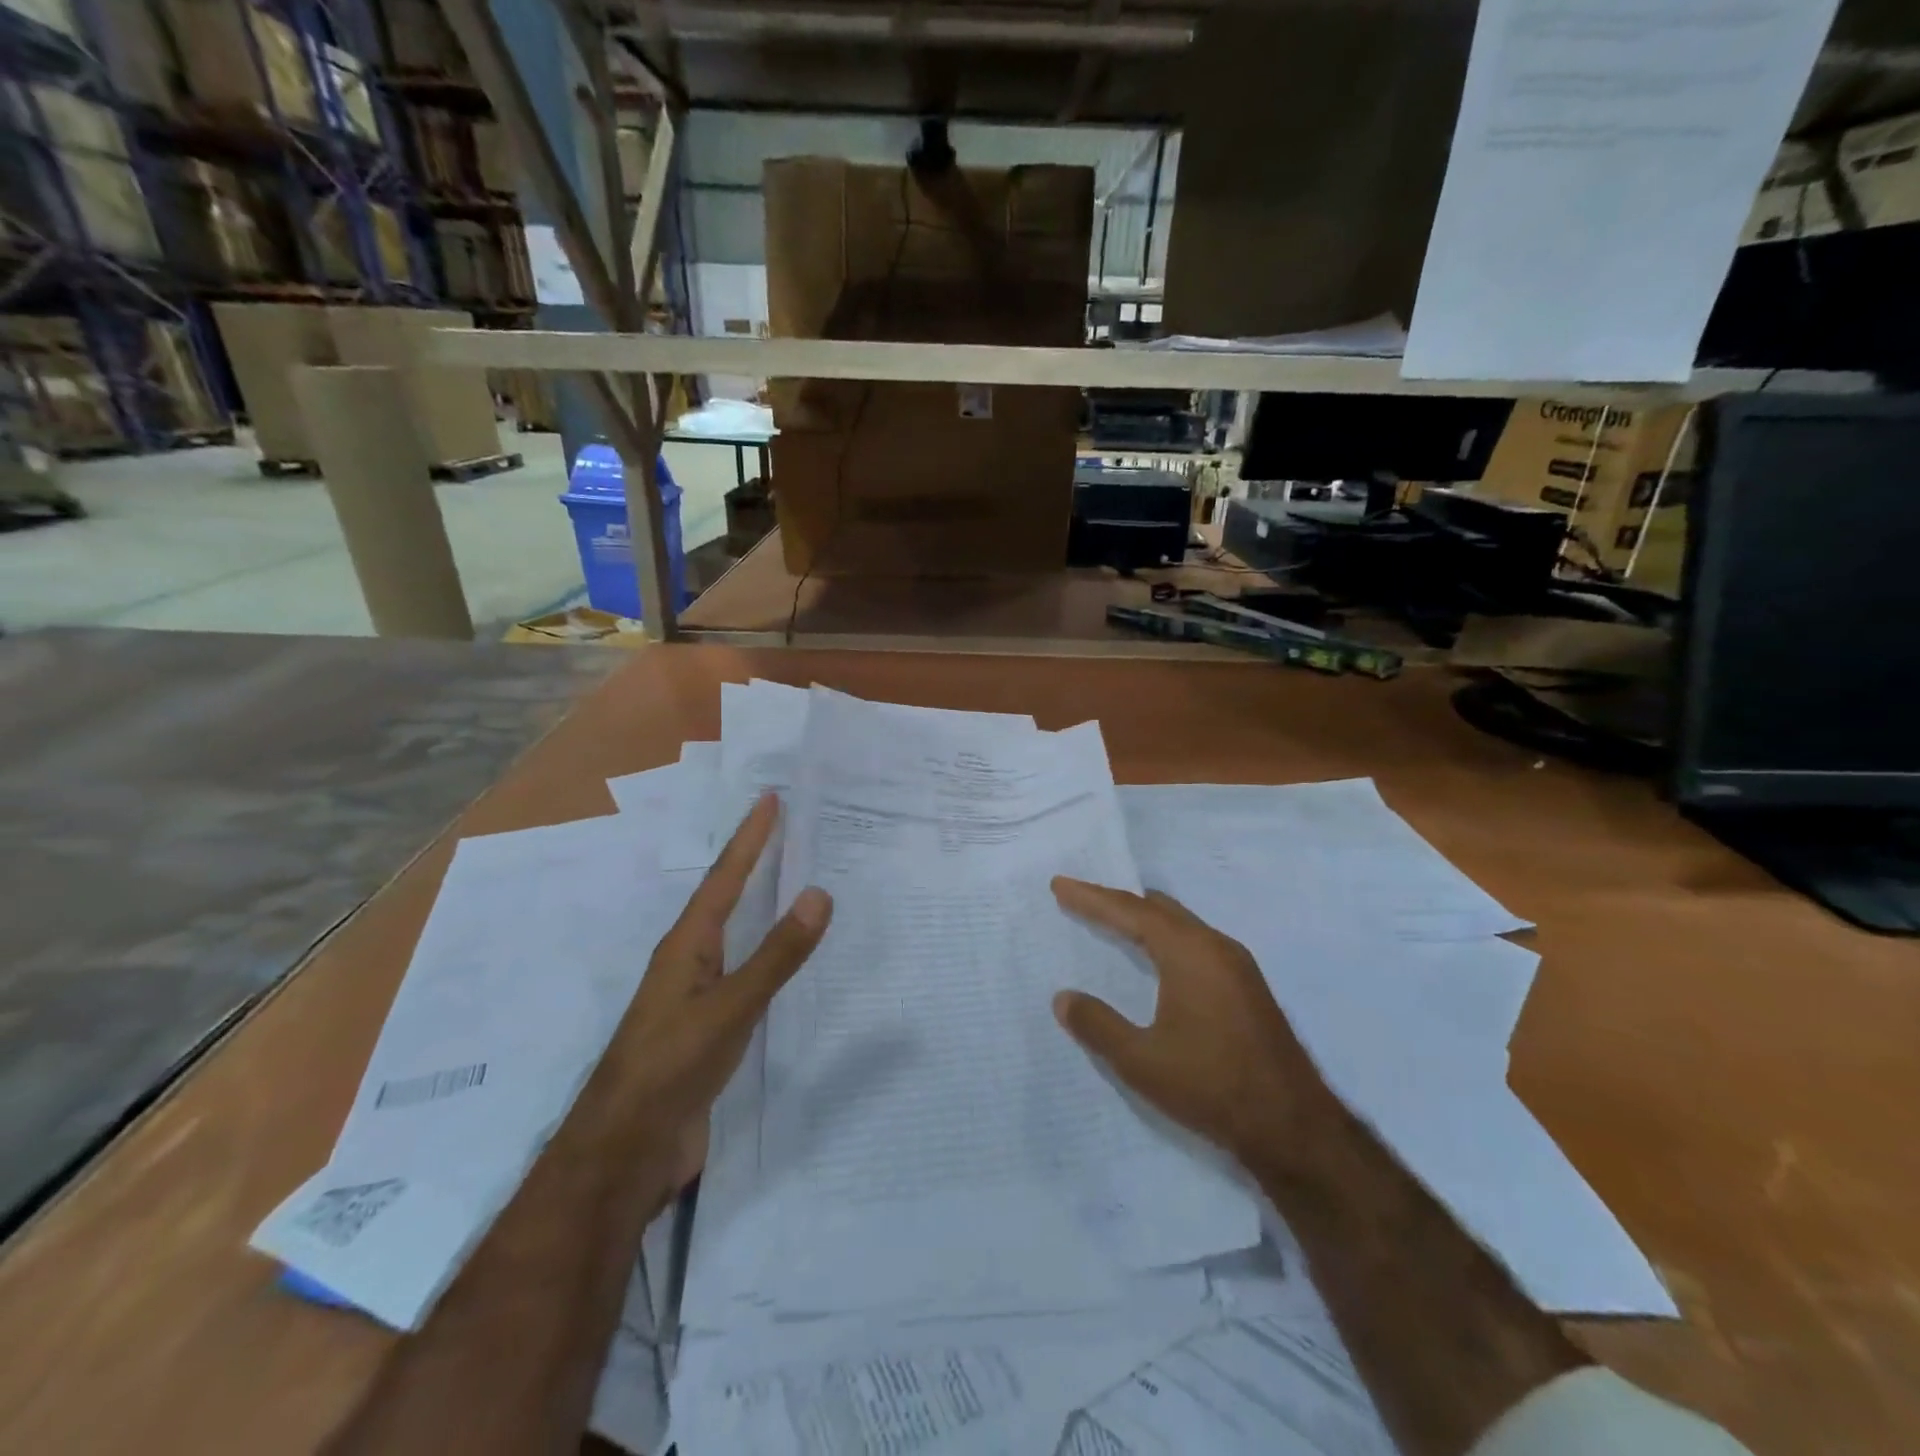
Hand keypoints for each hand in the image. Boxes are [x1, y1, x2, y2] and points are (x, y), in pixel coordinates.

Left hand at [608, 794, 831, 1187]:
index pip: (724, 878)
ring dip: (756, 902)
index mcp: (686, 946)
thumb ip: (776, 954)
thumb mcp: (730, 1008)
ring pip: (732, 934)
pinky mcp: (706, 1028)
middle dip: (751, 860)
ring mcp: (695, 996)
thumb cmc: (670, 1067)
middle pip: (723, 897)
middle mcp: (688, 961)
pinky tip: (780, 958)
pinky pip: (743, 972)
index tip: (770, 799)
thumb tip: (818, 892)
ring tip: (786, 878)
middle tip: (782, 827)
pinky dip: (765, 951)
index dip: (748, 838)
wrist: (625, 1152)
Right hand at [1050, 878, 1332, 1167]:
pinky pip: (1196, 941)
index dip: (1092, 898)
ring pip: (1180, 924)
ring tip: (1111, 917)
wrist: (1294, 1128)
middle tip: (1080, 897)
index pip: (1131, 912)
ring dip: (1143, 918)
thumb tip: (1063, 998)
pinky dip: (1165, 936)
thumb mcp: (1141, 1061)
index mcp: (1189, 953)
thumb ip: (1098, 1025)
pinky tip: (1156, 954)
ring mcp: (1237, 965)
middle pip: (1157, 909)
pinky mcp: (1247, 986)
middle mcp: (1216, 946)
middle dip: (1116, 901)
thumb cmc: (1212, 1087)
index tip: (1060, 885)